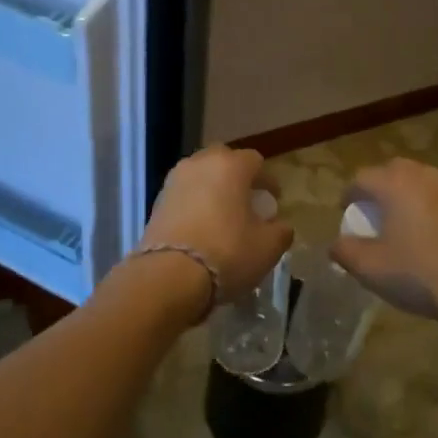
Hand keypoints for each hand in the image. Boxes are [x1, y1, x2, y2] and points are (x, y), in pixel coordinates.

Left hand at [138, 145, 292, 300]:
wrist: (168, 276)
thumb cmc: (227, 253)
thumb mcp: (268, 247)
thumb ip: (281, 231)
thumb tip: (279, 226)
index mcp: (230, 166)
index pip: (255, 161)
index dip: (267, 180)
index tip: (273, 200)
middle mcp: (200, 163)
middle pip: (224, 161)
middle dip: (237, 177)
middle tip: (246, 201)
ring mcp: (174, 181)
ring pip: (200, 176)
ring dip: (213, 189)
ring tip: (222, 214)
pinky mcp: (156, 202)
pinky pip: (183, 194)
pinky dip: (194, 204)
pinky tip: (201, 227)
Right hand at [330, 159, 437, 323]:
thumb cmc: (416, 271)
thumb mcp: (369, 266)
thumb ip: (345, 251)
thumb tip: (335, 244)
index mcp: (393, 183)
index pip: (361, 178)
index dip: (349, 195)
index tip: (345, 213)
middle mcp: (420, 177)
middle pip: (391, 170)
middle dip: (377, 187)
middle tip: (369, 211)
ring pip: (415, 181)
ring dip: (401, 195)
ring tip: (394, 222)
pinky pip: (433, 198)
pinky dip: (421, 207)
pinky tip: (420, 235)